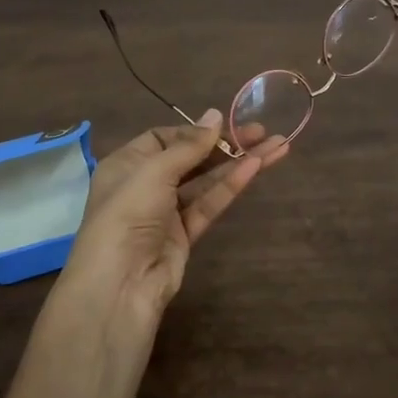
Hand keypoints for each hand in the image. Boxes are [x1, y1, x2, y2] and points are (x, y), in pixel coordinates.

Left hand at [63, 111, 285, 324]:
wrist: (120, 283)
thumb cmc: (127, 213)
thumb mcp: (154, 171)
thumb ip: (189, 146)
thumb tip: (216, 115)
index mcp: (126, 164)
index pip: (163, 138)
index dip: (194, 131)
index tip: (224, 125)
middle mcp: (145, 185)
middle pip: (190, 158)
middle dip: (225, 144)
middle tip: (262, 131)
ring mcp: (166, 212)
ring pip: (206, 181)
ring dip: (238, 163)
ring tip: (276, 146)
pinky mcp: (185, 235)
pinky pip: (210, 204)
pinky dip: (231, 186)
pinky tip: (256, 167)